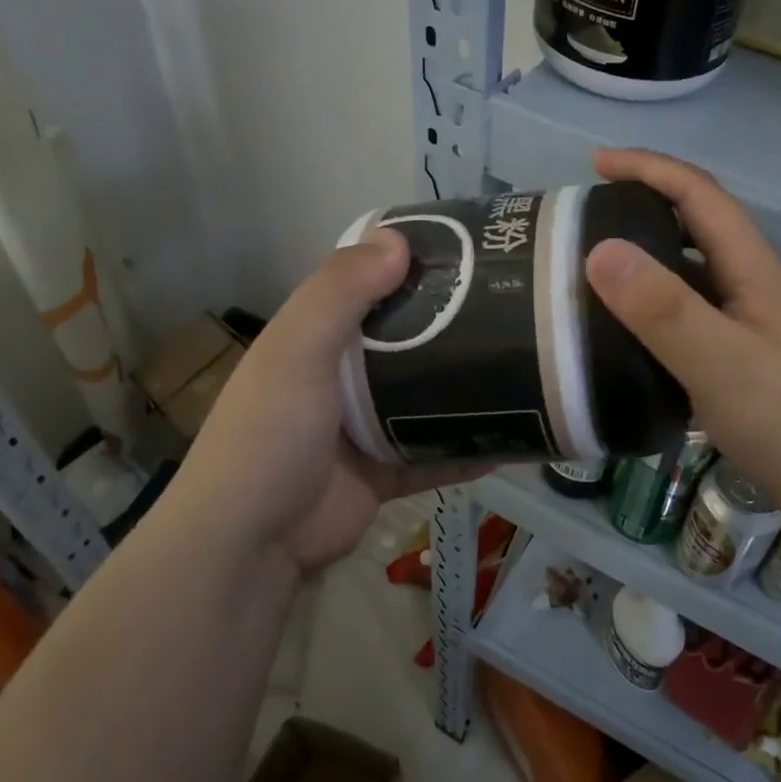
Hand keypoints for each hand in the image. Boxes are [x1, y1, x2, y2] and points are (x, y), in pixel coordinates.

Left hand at [176, 230, 485, 573]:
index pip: (368, 289)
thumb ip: (340, 292)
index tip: (470, 253)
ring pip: (428, 400)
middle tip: (517, 309)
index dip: (412, 267)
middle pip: (407, 343)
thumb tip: (398, 238)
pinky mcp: (387, 473)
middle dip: (454, 328)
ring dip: (469, 389)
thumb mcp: (297, 350)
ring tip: (528, 366)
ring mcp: (365, 428)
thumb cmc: (270, 433)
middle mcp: (342, 378)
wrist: (251, 543)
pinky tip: (517, 437)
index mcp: (316, 339)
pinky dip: (470, 448)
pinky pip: (437, 455)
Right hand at [584, 148, 780, 523]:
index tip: (596, 162)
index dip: (649, 168)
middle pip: (700, 225)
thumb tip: (599, 249)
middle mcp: (757, 284)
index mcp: (754, 269)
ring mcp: (756, 321)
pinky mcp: (750, 355)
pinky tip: (633, 332)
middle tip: (589, 218)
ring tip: (599, 271)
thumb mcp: (717, 362)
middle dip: (646, 205)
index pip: (700, 195)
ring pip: (696, 271)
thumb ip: (661, 308)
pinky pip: (696, 311)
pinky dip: (659, 305)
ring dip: (651, 257)